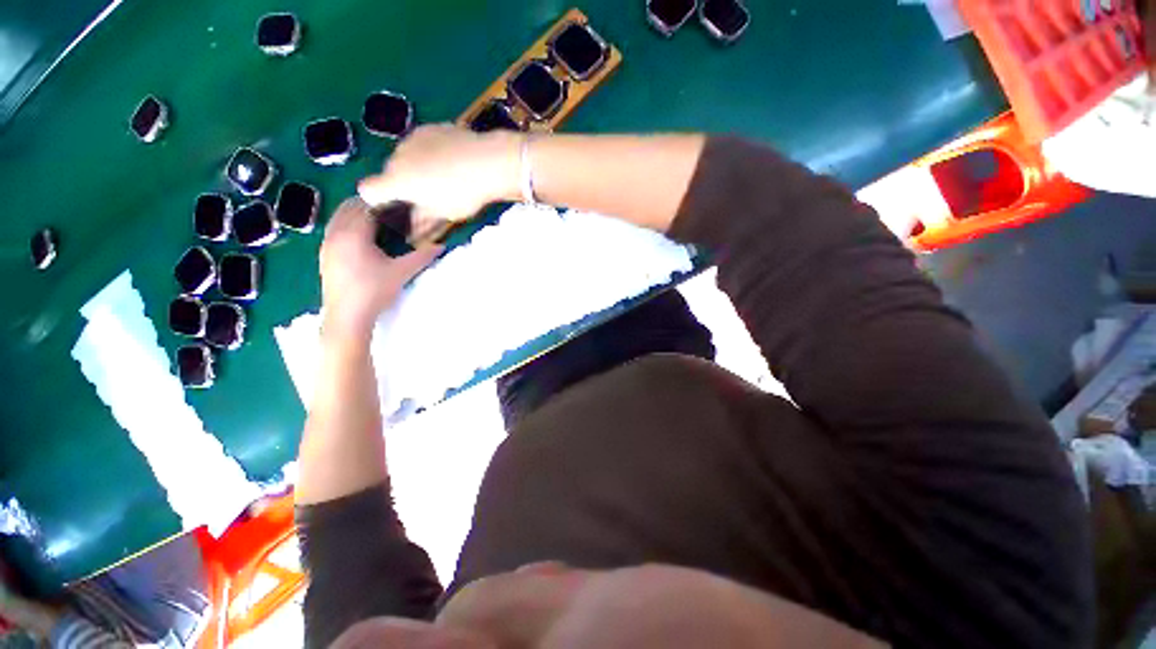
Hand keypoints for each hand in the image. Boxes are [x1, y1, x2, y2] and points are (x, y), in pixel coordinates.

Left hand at [319, 198, 440, 340]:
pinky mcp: (324, 256)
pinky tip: (361, 237)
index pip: (366, 206)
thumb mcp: (402, 272)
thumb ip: (422, 257)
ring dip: (355, 214)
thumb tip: (441, 246)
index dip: (382, 202)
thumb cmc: (374, 292)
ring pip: (338, 218)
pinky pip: (333, 229)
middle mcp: (335, 234)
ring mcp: (326, 245)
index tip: (398, 202)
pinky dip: (347, 225)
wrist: (347, 317)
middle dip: (368, 205)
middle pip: (348, 208)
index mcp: (353, 234)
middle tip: (389, 209)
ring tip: (376, 220)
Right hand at [357, 124, 521, 231]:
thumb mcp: (443, 213)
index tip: (395, 205)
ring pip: (407, 156)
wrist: (487, 161)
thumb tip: (413, 228)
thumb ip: (422, 220)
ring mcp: (413, 137)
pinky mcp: (430, 127)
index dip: (377, 199)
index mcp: (396, 180)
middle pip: (391, 171)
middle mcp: (397, 155)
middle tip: (429, 195)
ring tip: (445, 177)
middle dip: (405, 184)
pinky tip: (451, 160)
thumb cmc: (463, 194)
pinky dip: (430, 152)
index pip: (367, 190)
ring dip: (417, 166)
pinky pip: (422, 143)